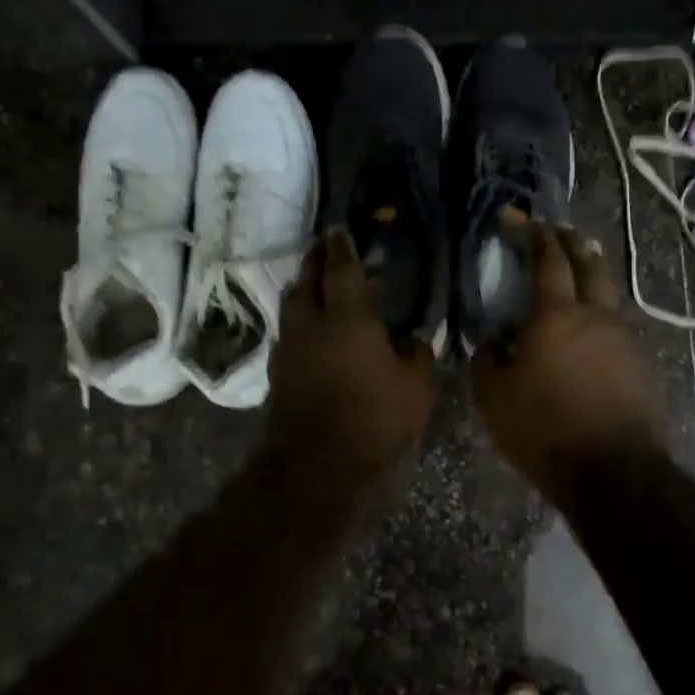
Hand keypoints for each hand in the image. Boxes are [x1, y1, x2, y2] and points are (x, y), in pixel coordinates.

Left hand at [266, 229, 436, 474]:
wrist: (317, 465)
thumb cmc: (374, 419)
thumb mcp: (416, 387)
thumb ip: (416, 354)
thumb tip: (412, 338)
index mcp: (348, 317)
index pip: (341, 269)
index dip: (341, 247)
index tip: (338, 229)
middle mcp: (312, 323)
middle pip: (307, 279)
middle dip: (315, 261)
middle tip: (324, 249)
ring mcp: (290, 347)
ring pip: (292, 305)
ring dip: (303, 288)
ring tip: (314, 284)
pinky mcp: (278, 372)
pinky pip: (288, 332)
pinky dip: (298, 320)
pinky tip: (310, 330)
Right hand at [471, 225, 666, 500]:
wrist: (614, 471)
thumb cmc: (544, 429)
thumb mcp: (494, 398)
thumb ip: (488, 360)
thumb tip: (493, 341)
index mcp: (556, 316)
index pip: (548, 263)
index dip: (538, 239)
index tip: (530, 222)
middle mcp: (595, 316)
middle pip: (589, 266)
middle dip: (574, 244)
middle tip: (562, 232)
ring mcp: (623, 339)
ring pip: (609, 293)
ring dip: (594, 274)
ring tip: (583, 268)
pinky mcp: (640, 364)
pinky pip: (618, 324)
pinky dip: (603, 311)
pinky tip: (595, 324)